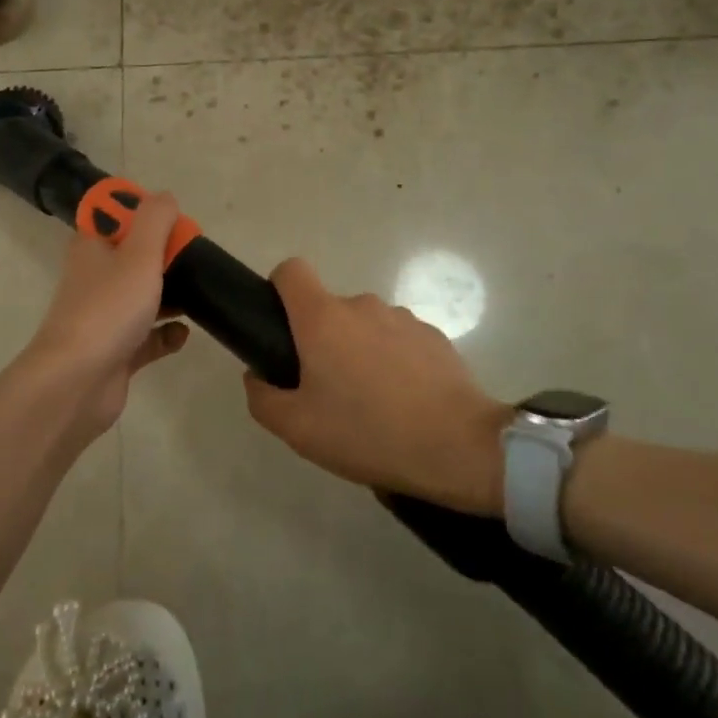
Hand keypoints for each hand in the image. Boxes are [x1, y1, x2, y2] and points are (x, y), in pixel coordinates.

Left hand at [19, 192, 190, 437]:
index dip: (144, 213)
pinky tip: (184, 334)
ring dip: (171, 295)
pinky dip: (166, 334)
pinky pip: (148, 337)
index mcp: (92, 247)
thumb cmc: (109, 309)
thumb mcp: (139, 253)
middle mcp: (95, 277)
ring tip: (201, 293)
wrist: (76, 382)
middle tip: (196, 259)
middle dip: (165, 255)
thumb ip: (155, 220)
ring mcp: (104, 316)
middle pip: (134, 255)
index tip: (174, 223)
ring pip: (142, 296)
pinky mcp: (116, 351)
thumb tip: (165, 197)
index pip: (115, 216)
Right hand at [243, 258, 508, 513]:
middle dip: (322, 340)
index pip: (291, 271)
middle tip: (328, 391)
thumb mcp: (298, 429)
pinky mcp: (433, 336)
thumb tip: (257, 375)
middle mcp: (361, 305)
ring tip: (372, 402)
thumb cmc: (368, 433)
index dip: (279, 290)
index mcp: (322, 319)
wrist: (459, 447)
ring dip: (360, 351)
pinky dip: (393, 361)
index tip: (281, 328)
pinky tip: (405, 402)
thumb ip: (263, 398)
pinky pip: (398, 340)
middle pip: (328, 308)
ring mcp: (402, 318)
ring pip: (365, 326)